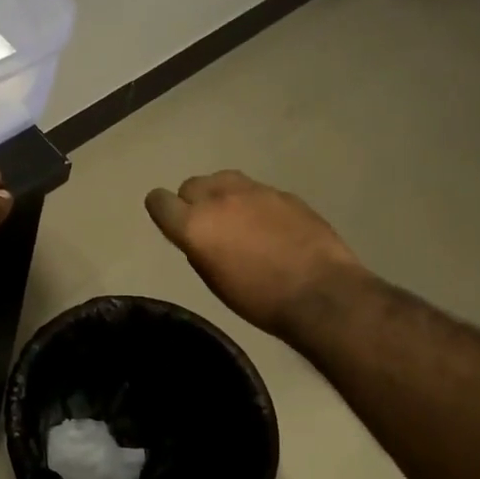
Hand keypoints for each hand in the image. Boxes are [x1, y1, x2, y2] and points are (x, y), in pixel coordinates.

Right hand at [146, 171, 365, 337]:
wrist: (320, 293)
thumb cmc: (258, 299)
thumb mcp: (214, 280)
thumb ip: (198, 248)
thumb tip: (197, 236)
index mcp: (194, 225)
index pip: (158, 200)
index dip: (162, 212)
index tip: (172, 225)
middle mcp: (218, 198)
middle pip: (190, 185)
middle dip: (192, 202)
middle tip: (207, 226)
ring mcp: (254, 191)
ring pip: (222, 179)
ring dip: (221, 195)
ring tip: (235, 218)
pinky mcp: (283, 192)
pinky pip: (255, 189)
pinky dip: (253, 202)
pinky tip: (268, 226)